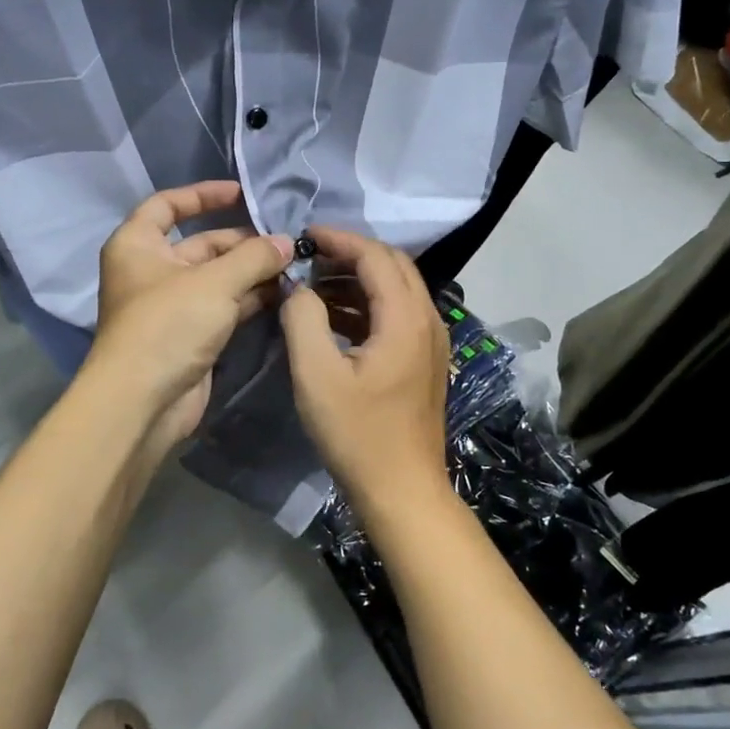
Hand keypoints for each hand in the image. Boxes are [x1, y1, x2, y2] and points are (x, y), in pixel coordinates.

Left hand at [87, 181, 293, 447]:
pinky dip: (249, 299)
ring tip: (293, 267)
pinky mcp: (190, 335)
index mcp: (138, 245)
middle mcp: (152, 271)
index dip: (203, 195)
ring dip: (252, 272)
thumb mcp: (214, 283)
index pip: (168, 205)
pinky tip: (283, 294)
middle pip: (201, 244)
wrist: (142, 402)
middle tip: (286, 244)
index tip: (241, 194)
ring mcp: (172, 305)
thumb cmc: (168, 326)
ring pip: (217, 278)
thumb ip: (253, 258)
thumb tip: (287, 243)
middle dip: (243, 242)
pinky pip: (224, 306)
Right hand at [280, 227, 449, 512]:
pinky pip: (398, 315)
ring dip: (358, 279)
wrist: (403, 491)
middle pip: (393, 266)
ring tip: (315, 285)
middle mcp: (427, 320)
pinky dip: (367, 305)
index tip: (303, 237)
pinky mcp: (424, 362)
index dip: (339, 239)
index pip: (375, 256)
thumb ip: (303, 319)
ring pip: (397, 289)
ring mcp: (431, 342)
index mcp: (405, 318)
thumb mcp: (316, 375)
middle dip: (351, 254)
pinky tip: (334, 319)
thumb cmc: (357, 434)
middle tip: (310, 258)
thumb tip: (298, 287)